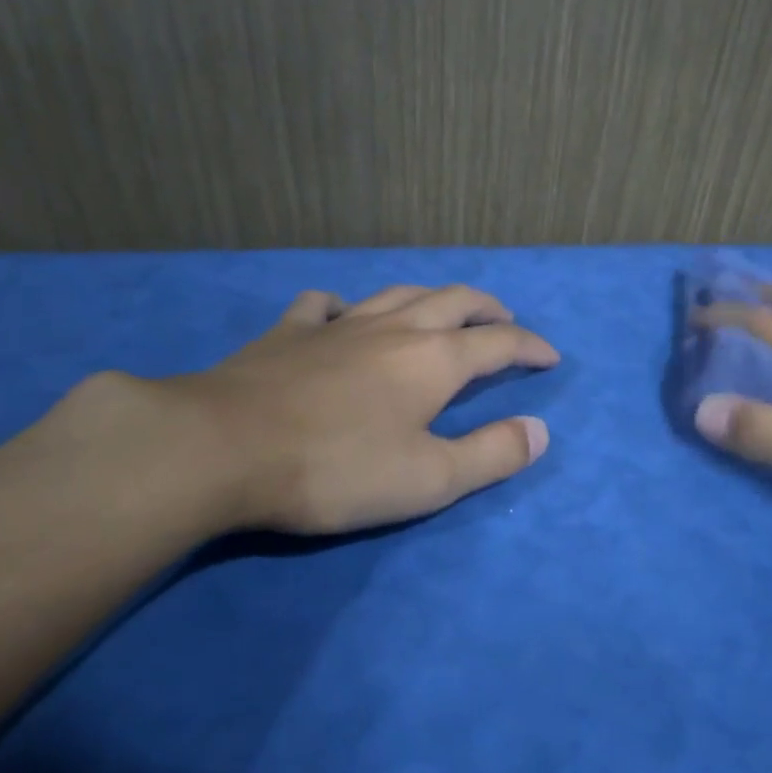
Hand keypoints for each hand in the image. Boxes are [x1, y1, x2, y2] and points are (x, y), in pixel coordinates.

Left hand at [151, 284, 557, 534]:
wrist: (221, 448)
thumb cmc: (336, 468)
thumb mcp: (429, 479)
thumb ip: (492, 454)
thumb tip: (540, 431)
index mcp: (434, 360)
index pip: (500, 342)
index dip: (530, 347)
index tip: (550, 357)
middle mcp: (395, 328)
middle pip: (455, 301)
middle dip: (488, 309)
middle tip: (505, 321)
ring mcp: (338, 324)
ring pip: (398, 293)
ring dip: (432, 297)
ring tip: (443, 309)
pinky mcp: (288, 332)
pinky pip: (325, 304)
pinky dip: (345, 305)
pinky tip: (342, 314)